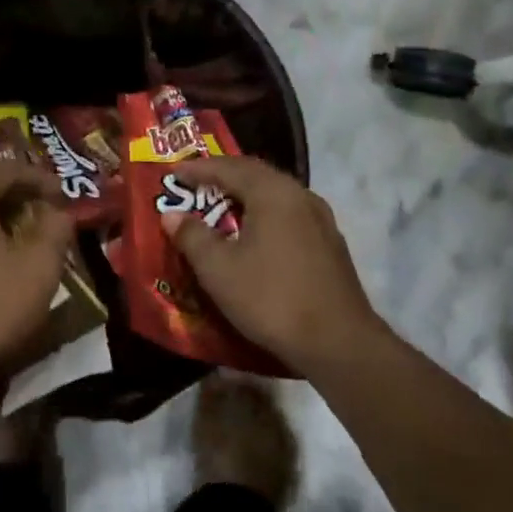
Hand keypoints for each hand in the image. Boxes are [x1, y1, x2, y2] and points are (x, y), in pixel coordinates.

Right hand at [163, 157, 387, 377]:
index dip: (198, 169)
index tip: (173, 172)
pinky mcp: (330, 245)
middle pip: (255, 174)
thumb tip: (172, 215)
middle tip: (195, 183)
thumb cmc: (272, 298)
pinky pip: (288, 215)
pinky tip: (254, 235)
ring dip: (245, 195)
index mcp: (273, 192)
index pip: (229, 167)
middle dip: (223, 176)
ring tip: (221, 206)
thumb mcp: (219, 269)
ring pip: (275, 195)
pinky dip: (263, 215)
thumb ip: (192, 236)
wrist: (340, 344)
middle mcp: (300, 196)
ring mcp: (321, 220)